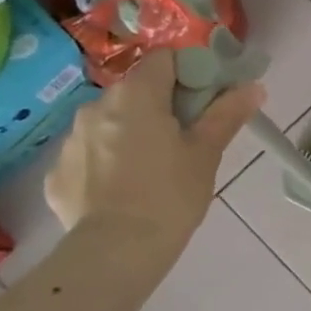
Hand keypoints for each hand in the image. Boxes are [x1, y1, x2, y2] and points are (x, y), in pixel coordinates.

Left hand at [46, 50, 264, 249]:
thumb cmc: (171, 196)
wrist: (117, 251)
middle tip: (183, 143)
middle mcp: (96, 105)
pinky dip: (105, 165)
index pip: (165, 59)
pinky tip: (122, 193)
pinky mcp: (56, 173)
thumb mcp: (206, 154)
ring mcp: (70, 139)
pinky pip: (88, 157)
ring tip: (150, 172)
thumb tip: (253, 87)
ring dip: (129, 135)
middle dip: (159, 108)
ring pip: (108, 124)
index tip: (203, 103)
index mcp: (136, 95)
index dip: (188, 74)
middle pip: (135, 92)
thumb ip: (226, 115)